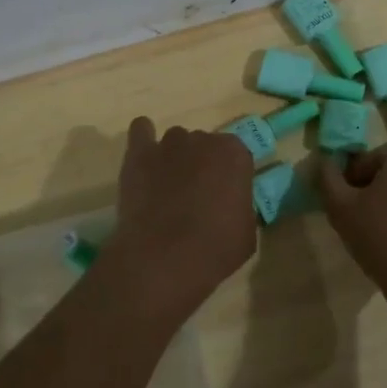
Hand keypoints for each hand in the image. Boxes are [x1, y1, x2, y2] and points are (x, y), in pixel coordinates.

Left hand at [101, 117, 256, 322]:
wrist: (165, 257)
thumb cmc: (215, 248)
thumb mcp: (247, 231)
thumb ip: (241, 206)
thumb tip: (231, 205)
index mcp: (235, 154)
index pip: (236, 156)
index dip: (229, 177)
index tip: (224, 197)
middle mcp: (203, 139)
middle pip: (205, 145)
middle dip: (202, 165)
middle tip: (196, 196)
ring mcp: (169, 143)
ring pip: (176, 141)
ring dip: (175, 157)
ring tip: (167, 187)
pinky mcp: (139, 153)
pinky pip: (141, 129)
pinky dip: (144, 138)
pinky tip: (144, 157)